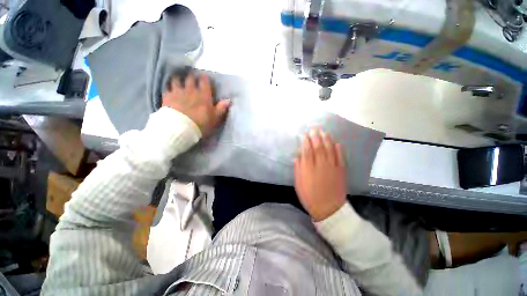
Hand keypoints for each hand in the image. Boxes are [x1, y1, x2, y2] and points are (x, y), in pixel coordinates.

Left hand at [162, 73, 230, 136]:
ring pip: (177, 80)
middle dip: (192, 77)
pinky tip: (169, 89)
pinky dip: (169, 87)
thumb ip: (221, 108)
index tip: (205, 78)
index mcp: (203, 95)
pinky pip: (167, 88)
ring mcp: (177, 92)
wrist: (181, 128)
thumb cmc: (201, 124)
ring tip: (179, 81)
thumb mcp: (215, 118)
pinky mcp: (167, 97)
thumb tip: (229, 100)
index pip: (204, 81)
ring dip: (179, 79)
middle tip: (193, 80)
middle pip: (190, 78)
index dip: (205, 78)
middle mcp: (190, 90)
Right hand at [294, 128, 346, 221]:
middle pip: (318, 147)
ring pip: (330, 149)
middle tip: (314, 129)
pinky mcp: (341, 170)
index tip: (304, 134)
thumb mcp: (298, 184)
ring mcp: (332, 167)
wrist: (328, 209)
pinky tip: (337, 142)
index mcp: (308, 169)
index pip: (307, 150)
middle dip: (315, 136)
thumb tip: (298, 156)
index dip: (305, 141)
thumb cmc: (309, 196)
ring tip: (324, 132)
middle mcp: (320, 165)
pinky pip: (340, 157)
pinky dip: (339, 149)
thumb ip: (298, 168)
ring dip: (327, 139)